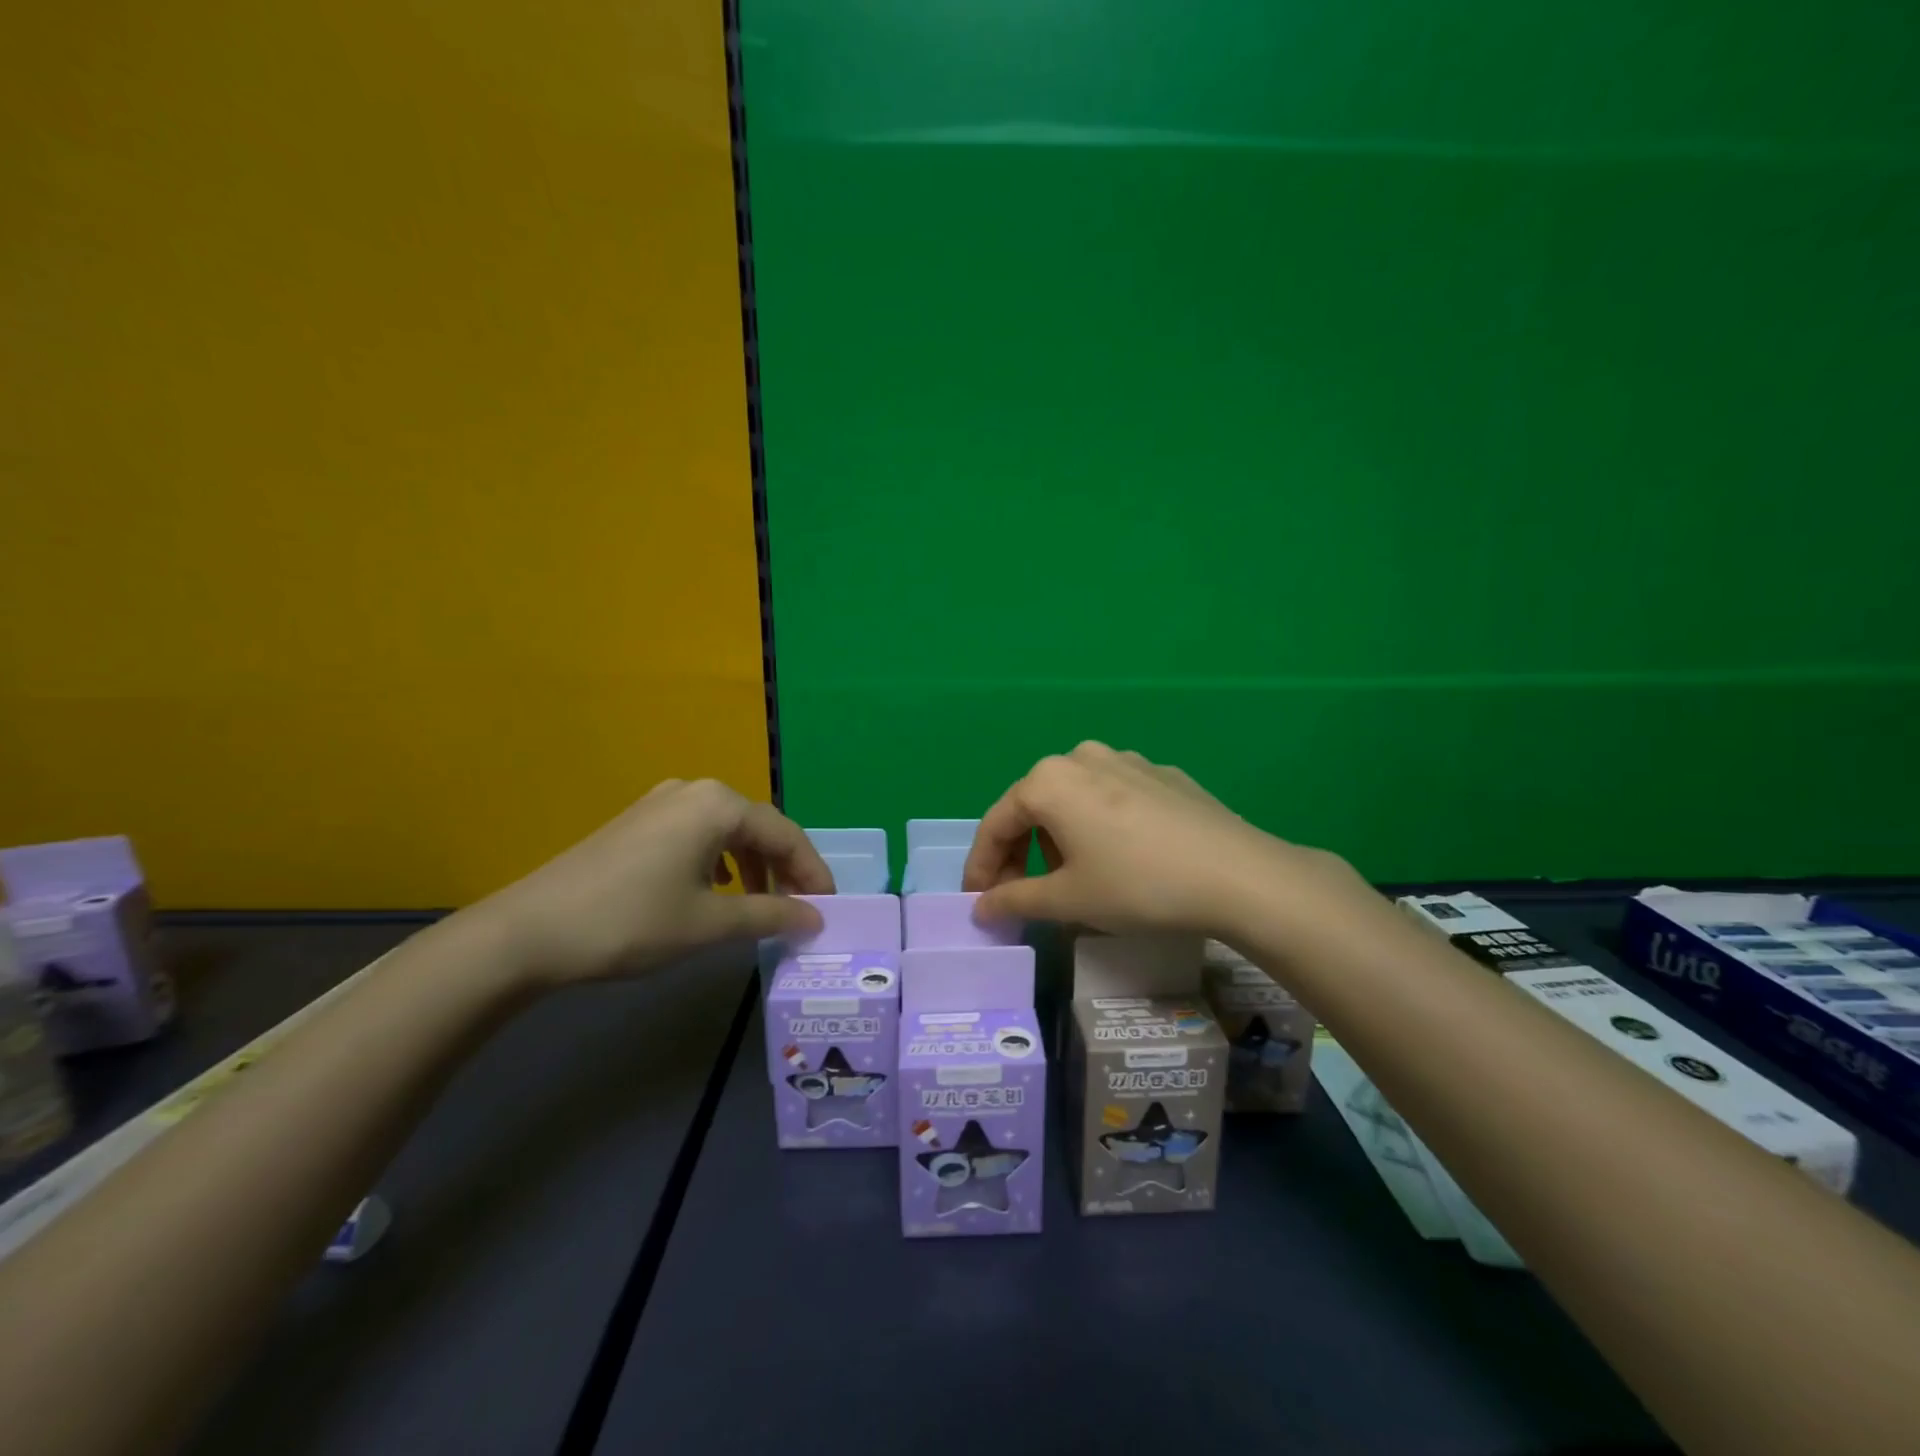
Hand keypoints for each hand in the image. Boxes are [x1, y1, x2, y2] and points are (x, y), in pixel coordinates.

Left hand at [475, 779, 832, 986]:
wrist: (528, 932)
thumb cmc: (631, 921)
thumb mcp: (709, 923)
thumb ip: (771, 916)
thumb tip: (816, 918)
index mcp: (718, 804)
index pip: (786, 834)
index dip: (813, 872)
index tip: (830, 907)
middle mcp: (694, 791)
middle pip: (758, 827)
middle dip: (784, 868)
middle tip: (801, 908)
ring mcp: (662, 802)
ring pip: (728, 831)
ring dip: (754, 866)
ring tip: (763, 904)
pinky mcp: (639, 822)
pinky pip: (698, 834)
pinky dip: (721, 861)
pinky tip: (716, 888)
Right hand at [962, 742, 1363, 938]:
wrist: (1238, 875)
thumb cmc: (1137, 885)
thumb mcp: (1068, 900)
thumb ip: (1014, 901)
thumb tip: (980, 907)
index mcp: (1049, 780)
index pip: (996, 824)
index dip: (981, 867)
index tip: (979, 901)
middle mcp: (1081, 757)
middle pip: (1034, 807)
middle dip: (1022, 853)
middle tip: (1026, 896)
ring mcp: (1126, 760)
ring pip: (1074, 800)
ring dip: (1061, 839)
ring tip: (1078, 880)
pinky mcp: (1162, 774)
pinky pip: (1112, 798)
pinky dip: (1100, 827)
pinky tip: (1123, 859)